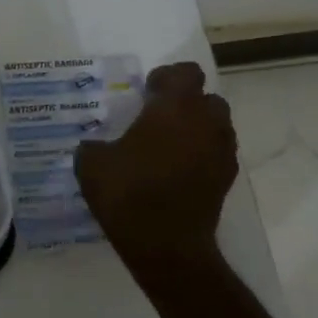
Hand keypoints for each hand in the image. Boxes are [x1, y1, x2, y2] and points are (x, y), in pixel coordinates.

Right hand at [75, 62, 237, 266]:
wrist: (165, 245)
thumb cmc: (128, 193)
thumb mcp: (91, 163)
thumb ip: (95, 145)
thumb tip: (96, 146)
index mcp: (175, 108)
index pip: (185, 73)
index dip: (166, 77)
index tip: (145, 92)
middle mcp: (206, 122)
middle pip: (207, 98)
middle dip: (185, 103)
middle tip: (156, 118)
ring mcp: (221, 152)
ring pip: (215, 126)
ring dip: (195, 128)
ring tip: (165, 146)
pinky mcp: (226, 179)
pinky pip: (215, 153)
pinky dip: (199, 154)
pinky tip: (174, 171)